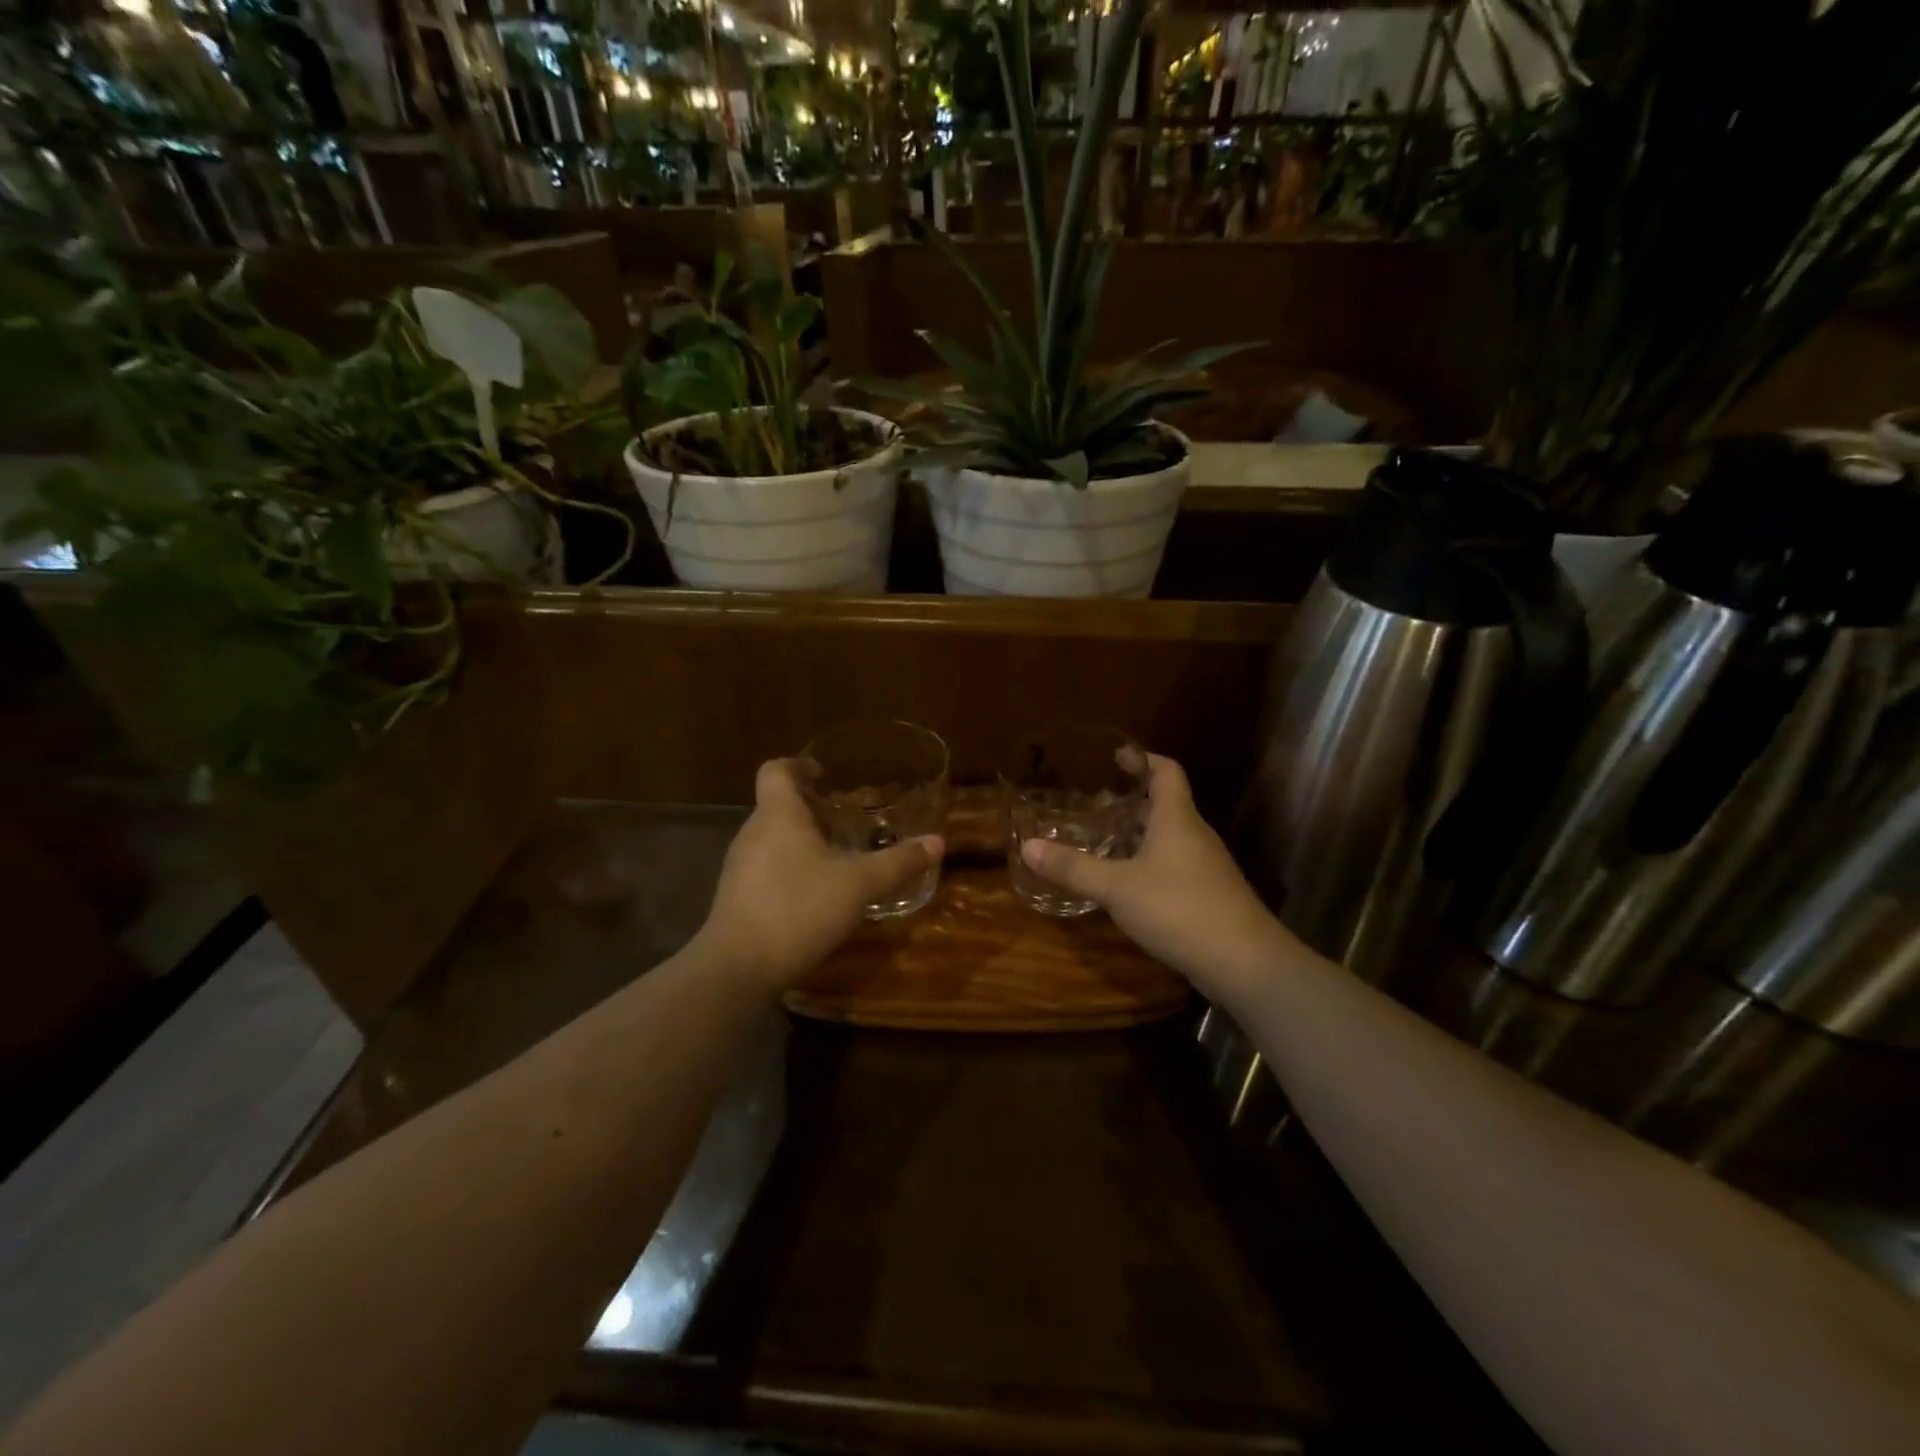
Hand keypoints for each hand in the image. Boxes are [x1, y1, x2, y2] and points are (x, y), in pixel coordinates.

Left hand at [697, 759, 944, 992]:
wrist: (737, 968)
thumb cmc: (798, 909)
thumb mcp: (858, 885)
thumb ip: (897, 862)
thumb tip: (937, 842)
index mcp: (778, 815)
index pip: (776, 770)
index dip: (797, 764)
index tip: (822, 773)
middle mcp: (753, 833)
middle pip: (777, 805)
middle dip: (810, 808)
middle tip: (846, 819)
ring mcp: (740, 867)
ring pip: (772, 839)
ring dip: (801, 841)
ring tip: (837, 856)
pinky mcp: (737, 897)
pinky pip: (766, 868)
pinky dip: (790, 869)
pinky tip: (816, 894)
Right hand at [1019, 753, 1287, 993]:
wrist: (1245, 962)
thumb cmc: (1179, 909)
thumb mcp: (1117, 888)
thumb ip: (1074, 868)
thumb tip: (1028, 846)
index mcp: (1176, 818)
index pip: (1166, 771)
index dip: (1142, 758)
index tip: (1115, 756)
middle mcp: (1194, 834)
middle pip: (1164, 804)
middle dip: (1129, 801)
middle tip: (1092, 804)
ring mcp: (1205, 866)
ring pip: (1167, 836)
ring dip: (1137, 833)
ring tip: (1101, 840)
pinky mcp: (1208, 894)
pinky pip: (1173, 864)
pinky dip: (1147, 861)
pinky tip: (1125, 882)